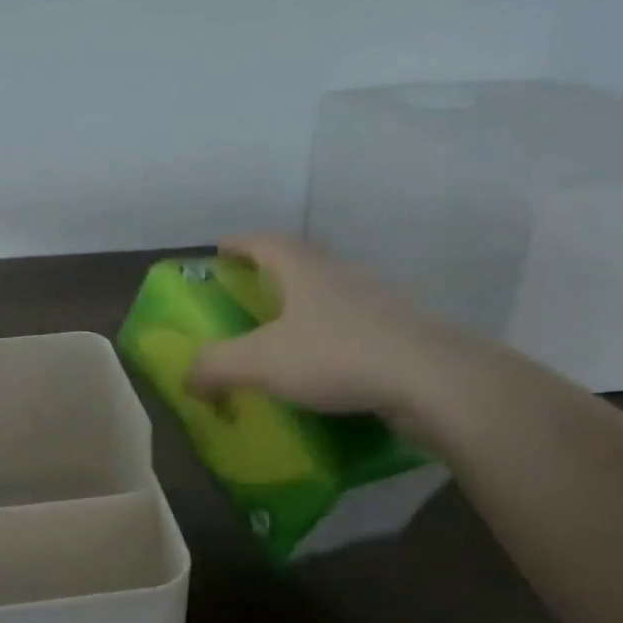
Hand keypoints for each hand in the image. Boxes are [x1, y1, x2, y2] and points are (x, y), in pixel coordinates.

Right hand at [185, 233, 485, 429]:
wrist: (435, 381)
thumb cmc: (337, 356)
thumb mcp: (259, 362)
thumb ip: (214, 366)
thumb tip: (187, 378)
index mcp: (304, 269)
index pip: (264, 241)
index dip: (239, 244)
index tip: (220, 250)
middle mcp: (342, 273)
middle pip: (301, 261)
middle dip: (272, 272)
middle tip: (250, 293)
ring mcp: (380, 300)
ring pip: (333, 292)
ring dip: (308, 305)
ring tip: (288, 333)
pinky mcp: (405, 332)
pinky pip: (358, 326)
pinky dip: (337, 337)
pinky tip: (330, 366)